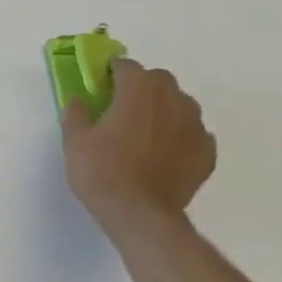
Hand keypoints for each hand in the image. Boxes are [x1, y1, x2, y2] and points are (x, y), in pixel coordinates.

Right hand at [61, 57, 216, 229]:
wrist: (140, 214)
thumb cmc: (102, 173)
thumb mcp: (74, 142)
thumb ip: (76, 114)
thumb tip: (80, 99)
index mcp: (139, 91)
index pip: (127, 66)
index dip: (113, 71)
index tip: (102, 84)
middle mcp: (172, 100)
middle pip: (159, 80)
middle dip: (142, 86)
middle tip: (122, 108)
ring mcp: (195, 125)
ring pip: (180, 104)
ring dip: (163, 110)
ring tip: (144, 133)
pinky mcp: (206, 151)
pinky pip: (192, 133)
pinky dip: (179, 137)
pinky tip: (163, 155)